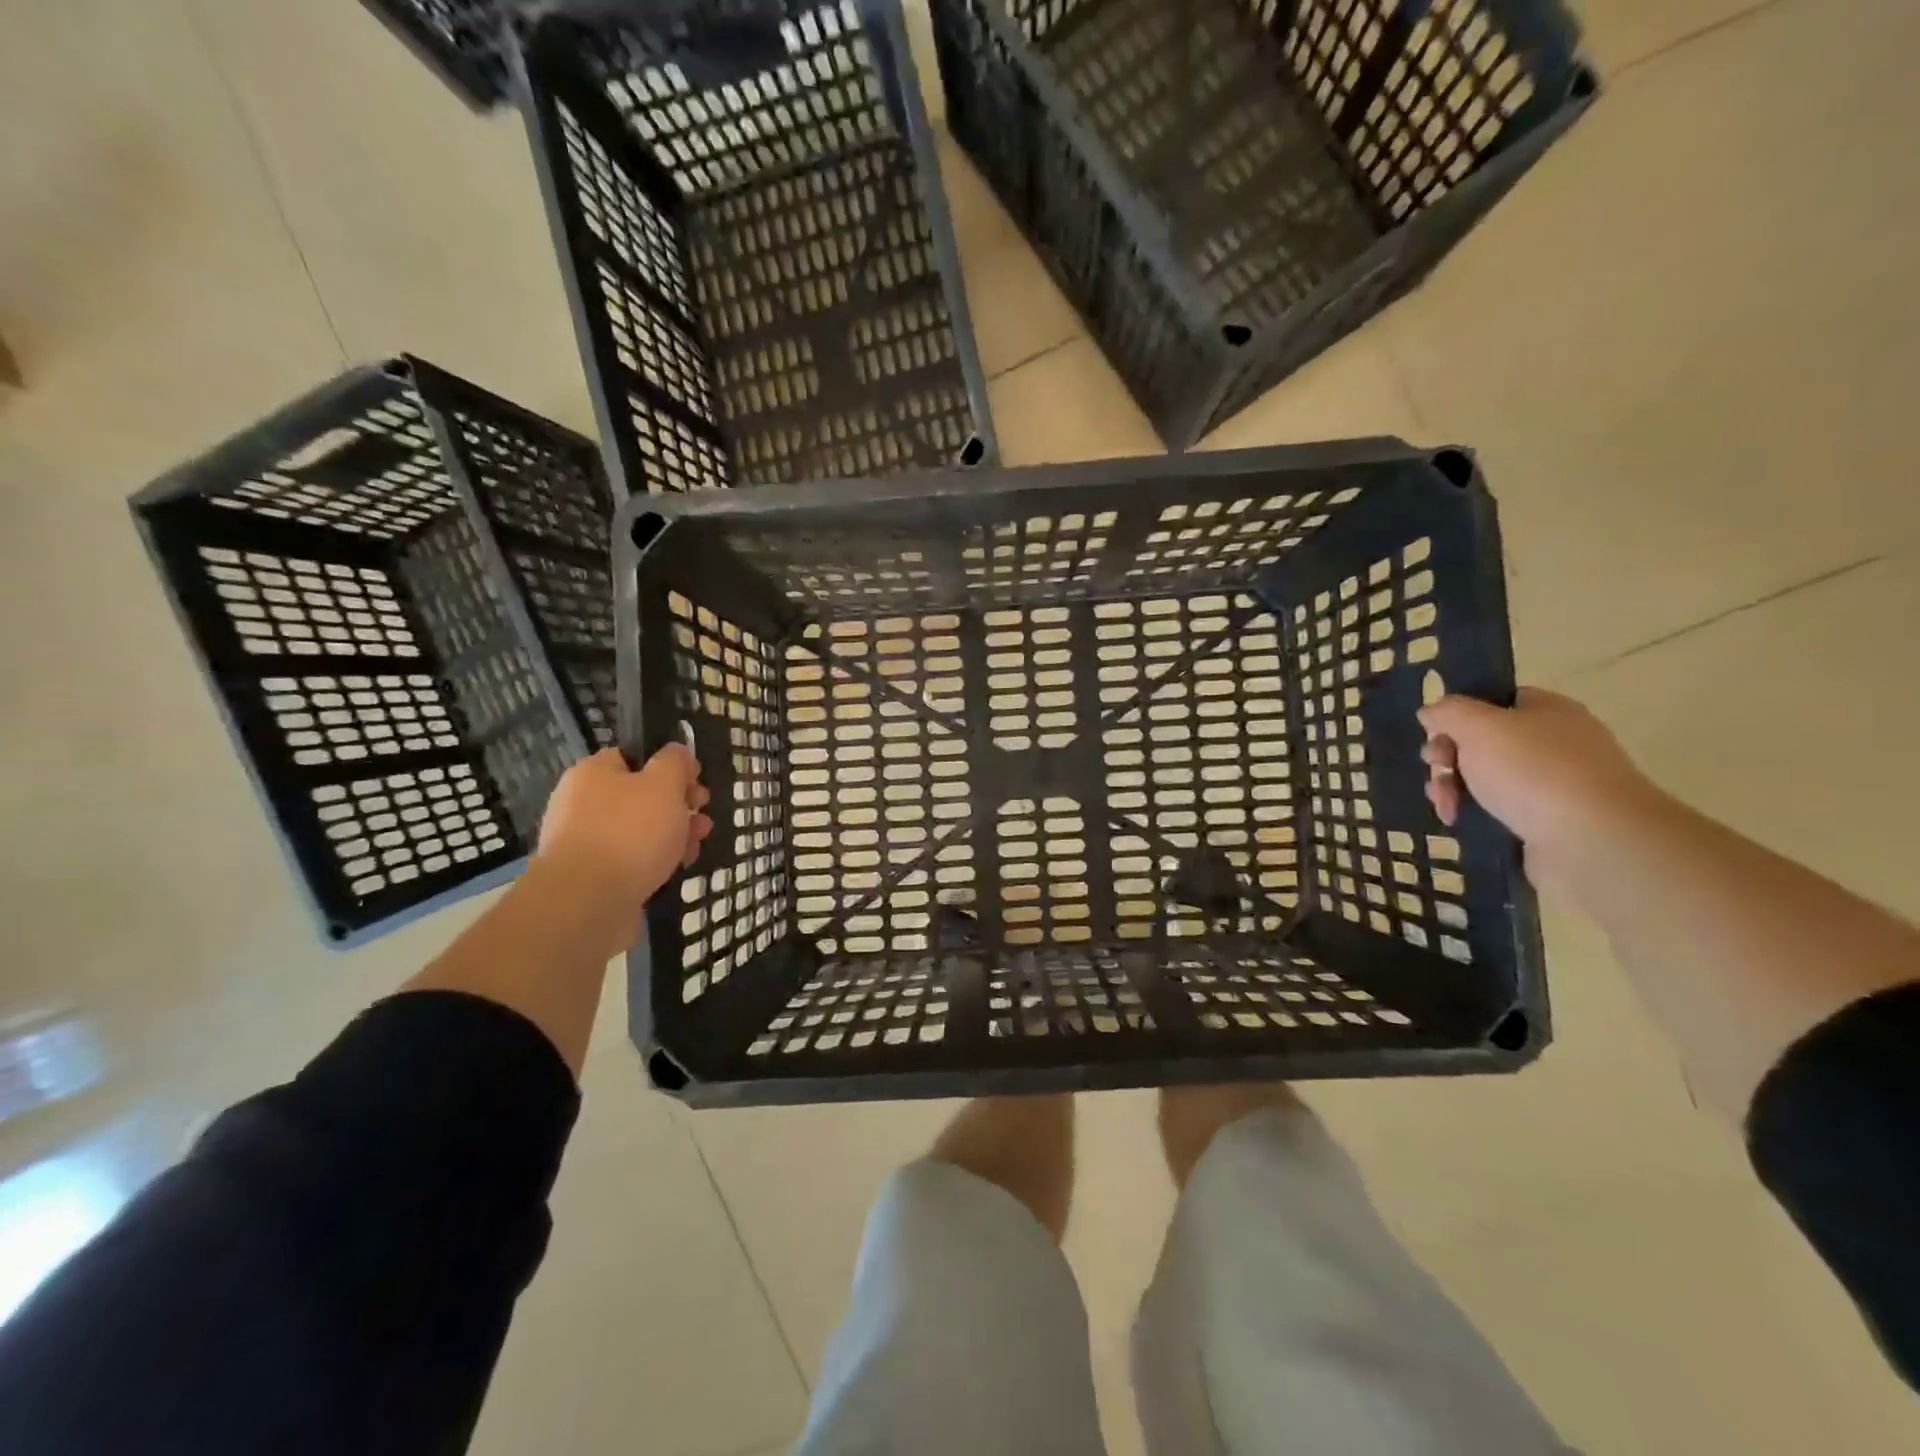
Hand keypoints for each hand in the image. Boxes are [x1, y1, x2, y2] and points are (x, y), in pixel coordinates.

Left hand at [530, 745, 711, 941]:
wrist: (587, 903)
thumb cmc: (630, 833)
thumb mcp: (664, 784)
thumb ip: (675, 762)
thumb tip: (677, 752)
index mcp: (594, 773)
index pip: (635, 757)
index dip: (670, 767)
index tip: (696, 782)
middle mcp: (583, 803)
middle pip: (641, 795)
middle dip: (679, 806)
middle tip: (702, 817)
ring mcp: (586, 842)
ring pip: (640, 830)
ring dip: (673, 835)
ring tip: (696, 847)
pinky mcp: (593, 876)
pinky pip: (631, 860)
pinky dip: (655, 861)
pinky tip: (675, 870)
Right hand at [1419, 689, 1662, 889]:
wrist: (1592, 841)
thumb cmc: (1533, 771)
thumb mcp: (1479, 727)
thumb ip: (1448, 712)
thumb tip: (1431, 712)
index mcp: (1547, 711)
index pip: (1493, 702)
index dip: (1458, 715)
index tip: (1434, 734)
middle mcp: (1553, 743)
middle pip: (1481, 742)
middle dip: (1447, 758)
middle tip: (1436, 772)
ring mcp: (1552, 785)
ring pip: (1484, 779)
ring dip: (1452, 789)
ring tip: (1445, 806)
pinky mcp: (1546, 822)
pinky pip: (1496, 810)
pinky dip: (1472, 814)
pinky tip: (1457, 821)